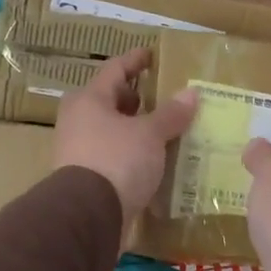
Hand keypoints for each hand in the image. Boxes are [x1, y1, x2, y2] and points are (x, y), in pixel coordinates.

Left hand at [54, 49, 197, 241]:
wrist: (89, 215)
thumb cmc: (117, 160)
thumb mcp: (150, 134)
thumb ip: (171, 113)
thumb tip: (191, 93)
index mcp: (89, 100)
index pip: (115, 70)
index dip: (135, 60)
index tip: (151, 55)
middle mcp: (78, 121)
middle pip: (110, 101)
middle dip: (135, 99)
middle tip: (162, 97)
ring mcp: (79, 151)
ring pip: (112, 130)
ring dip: (135, 129)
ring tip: (164, 130)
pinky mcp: (87, 178)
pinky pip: (114, 156)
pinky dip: (132, 153)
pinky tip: (153, 159)